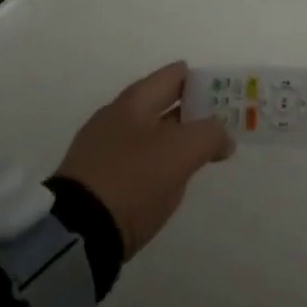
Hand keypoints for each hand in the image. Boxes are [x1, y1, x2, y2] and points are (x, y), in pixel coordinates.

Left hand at [55, 61, 233, 257]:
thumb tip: (222, 138)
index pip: (174, 76)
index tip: (227, 93)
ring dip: (178, 138)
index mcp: (135, 101)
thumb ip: (210, 135)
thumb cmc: (134, 179)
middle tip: (224, 121)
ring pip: (152, 133)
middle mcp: (117, 117)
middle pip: (163, 104)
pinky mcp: (101, 178)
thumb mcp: (181, 151)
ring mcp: (105, 148)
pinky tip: (173, 176)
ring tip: (204, 150)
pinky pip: (140, 159)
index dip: (202, 80)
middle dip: (194, 110)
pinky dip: (161, 161)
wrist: (79, 230)